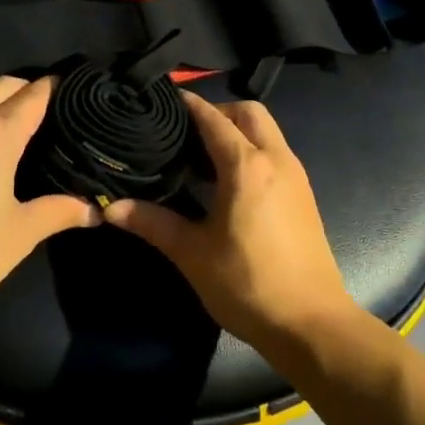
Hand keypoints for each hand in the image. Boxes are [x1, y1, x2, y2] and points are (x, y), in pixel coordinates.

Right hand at [105, 94, 356, 352]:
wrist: (311, 324)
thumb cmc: (248, 285)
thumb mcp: (193, 254)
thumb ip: (153, 223)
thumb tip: (112, 208)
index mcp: (247, 166)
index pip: (213, 118)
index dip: (189, 105)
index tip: (164, 100)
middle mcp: (276, 159)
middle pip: (248, 112)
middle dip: (219, 112)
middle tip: (187, 134)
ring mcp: (295, 175)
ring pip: (267, 131)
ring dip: (238, 131)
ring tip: (204, 158)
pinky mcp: (303, 194)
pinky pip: (276, 152)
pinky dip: (253, 150)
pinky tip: (230, 183)